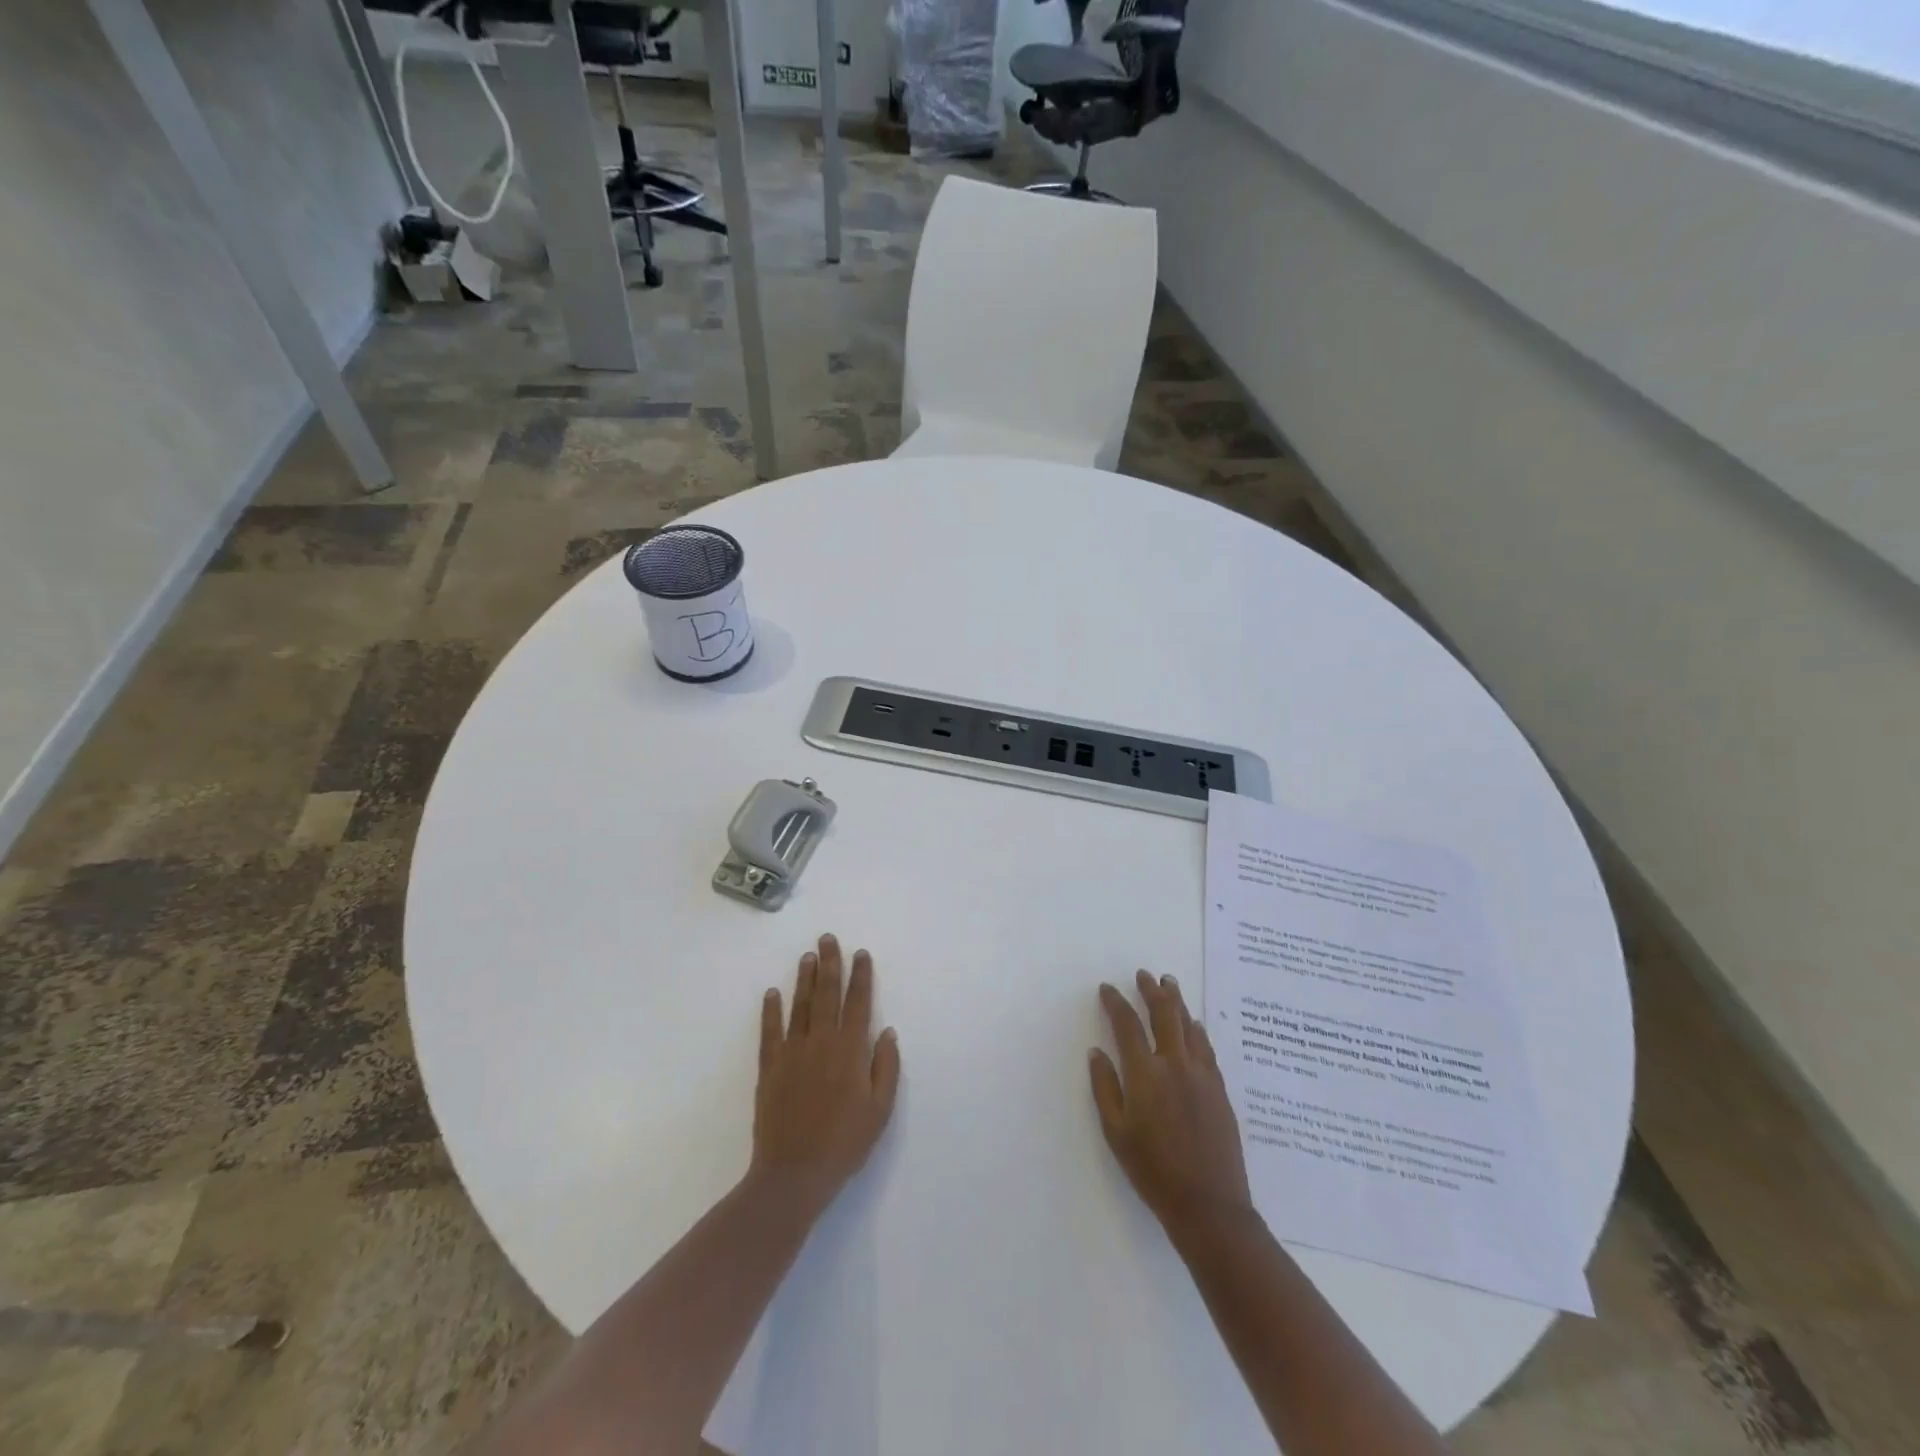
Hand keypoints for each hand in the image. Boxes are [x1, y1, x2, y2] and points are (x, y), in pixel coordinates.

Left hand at [751, 935, 900, 1215]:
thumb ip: (886, 1067)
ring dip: (804, 978)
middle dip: (829, 964)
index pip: (858, 1003)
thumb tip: (887, 1031)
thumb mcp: (880, 1109)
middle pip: (826, 994)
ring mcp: (792, 1053)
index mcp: (850, 1050)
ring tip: (808, 956)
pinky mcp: (770, 1068)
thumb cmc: (845, 1143)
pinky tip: (772, 993)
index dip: (860, 976)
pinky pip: (770, 1031)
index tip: (861, 953)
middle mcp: (821, 1042)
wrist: (794, 1174)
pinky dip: (771, 1010)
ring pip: (799, 1006)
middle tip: (827, 939)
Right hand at [1091, 971, 1253, 1235]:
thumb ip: (1105, 1087)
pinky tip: (1194, 1025)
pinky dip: (1196, 1029)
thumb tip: (1097, 1052)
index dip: (1115, 1002)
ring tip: (1169, 984)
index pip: (1127, 1024)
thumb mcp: (1116, 1132)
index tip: (1107, 988)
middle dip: (1151, 990)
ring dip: (1177, 1001)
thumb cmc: (1153, 1171)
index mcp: (1145, 1073)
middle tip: (1144, 975)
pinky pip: (1206, 1047)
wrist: (1209, 1205)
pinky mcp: (1220, 1089)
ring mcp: (1201, 1074)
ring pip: (1188, 1025)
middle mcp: (1175, 1064)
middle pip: (1163, 1014)